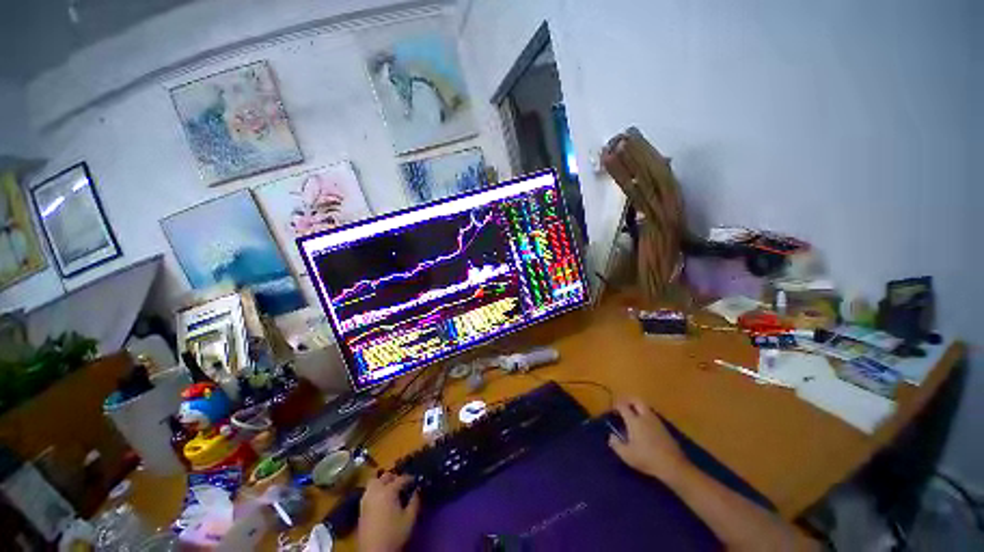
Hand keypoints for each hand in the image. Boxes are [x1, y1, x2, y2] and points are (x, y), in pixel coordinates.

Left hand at [358, 472, 419, 551]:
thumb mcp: (410, 518)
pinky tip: (382, 500)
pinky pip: (369, 492)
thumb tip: (418, 490)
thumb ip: (415, 501)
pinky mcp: (361, 509)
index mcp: (388, 491)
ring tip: (391, 490)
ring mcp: (366, 500)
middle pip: (385, 477)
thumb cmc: (394, 534)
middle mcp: (375, 491)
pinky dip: (376, 491)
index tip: (417, 481)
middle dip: (394, 477)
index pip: (401, 478)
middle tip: (402, 484)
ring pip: (374, 483)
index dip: (410, 478)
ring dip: (382, 483)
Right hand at [608, 397, 689, 483]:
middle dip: (628, 400)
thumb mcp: (627, 455)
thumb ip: (616, 444)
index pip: (623, 406)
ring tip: (633, 416)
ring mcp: (656, 421)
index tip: (612, 409)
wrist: (673, 465)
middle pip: (636, 400)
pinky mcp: (664, 428)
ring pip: (645, 407)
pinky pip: (652, 416)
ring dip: (638, 408)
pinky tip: (644, 426)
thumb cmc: (647, 459)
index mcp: (634, 421)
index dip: (616, 405)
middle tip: (623, 406)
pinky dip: (645, 416)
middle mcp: (645, 417)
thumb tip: (611, 436)